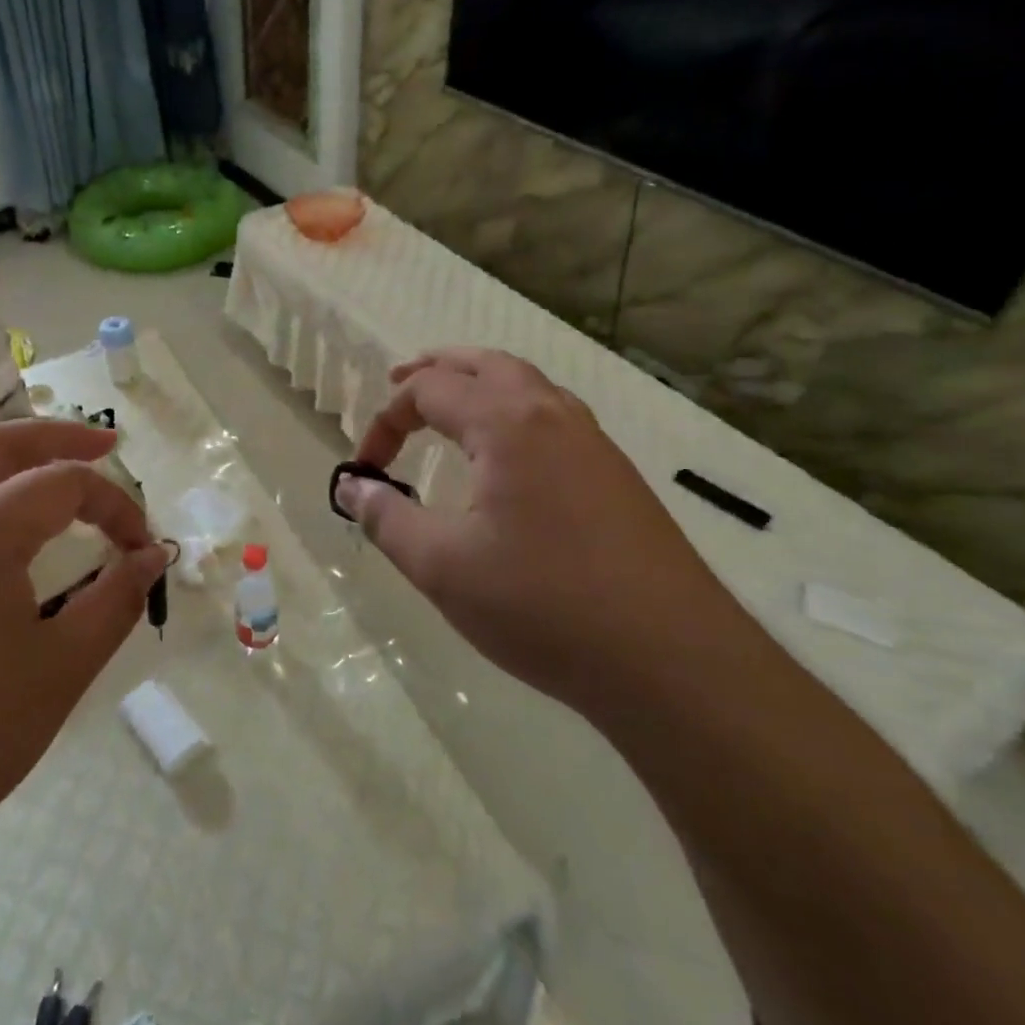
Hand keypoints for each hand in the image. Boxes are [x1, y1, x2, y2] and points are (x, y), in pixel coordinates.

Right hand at [337, 348, 731, 705]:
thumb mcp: (442, 566)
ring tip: (449, 405)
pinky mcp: (616, 474)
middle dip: (436, 370)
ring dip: (479, 383)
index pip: (428, 391)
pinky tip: (508, 455)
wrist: (673, 660)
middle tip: (398, 382)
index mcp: (507, 423)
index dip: (385, 421)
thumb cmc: (542, 606)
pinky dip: (513, 410)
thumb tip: (351, 486)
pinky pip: (553, 415)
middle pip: (484, 364)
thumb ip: (386, 518)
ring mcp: (593, 442)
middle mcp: (552, 414)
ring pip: (526, 384)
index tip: (365, 470)